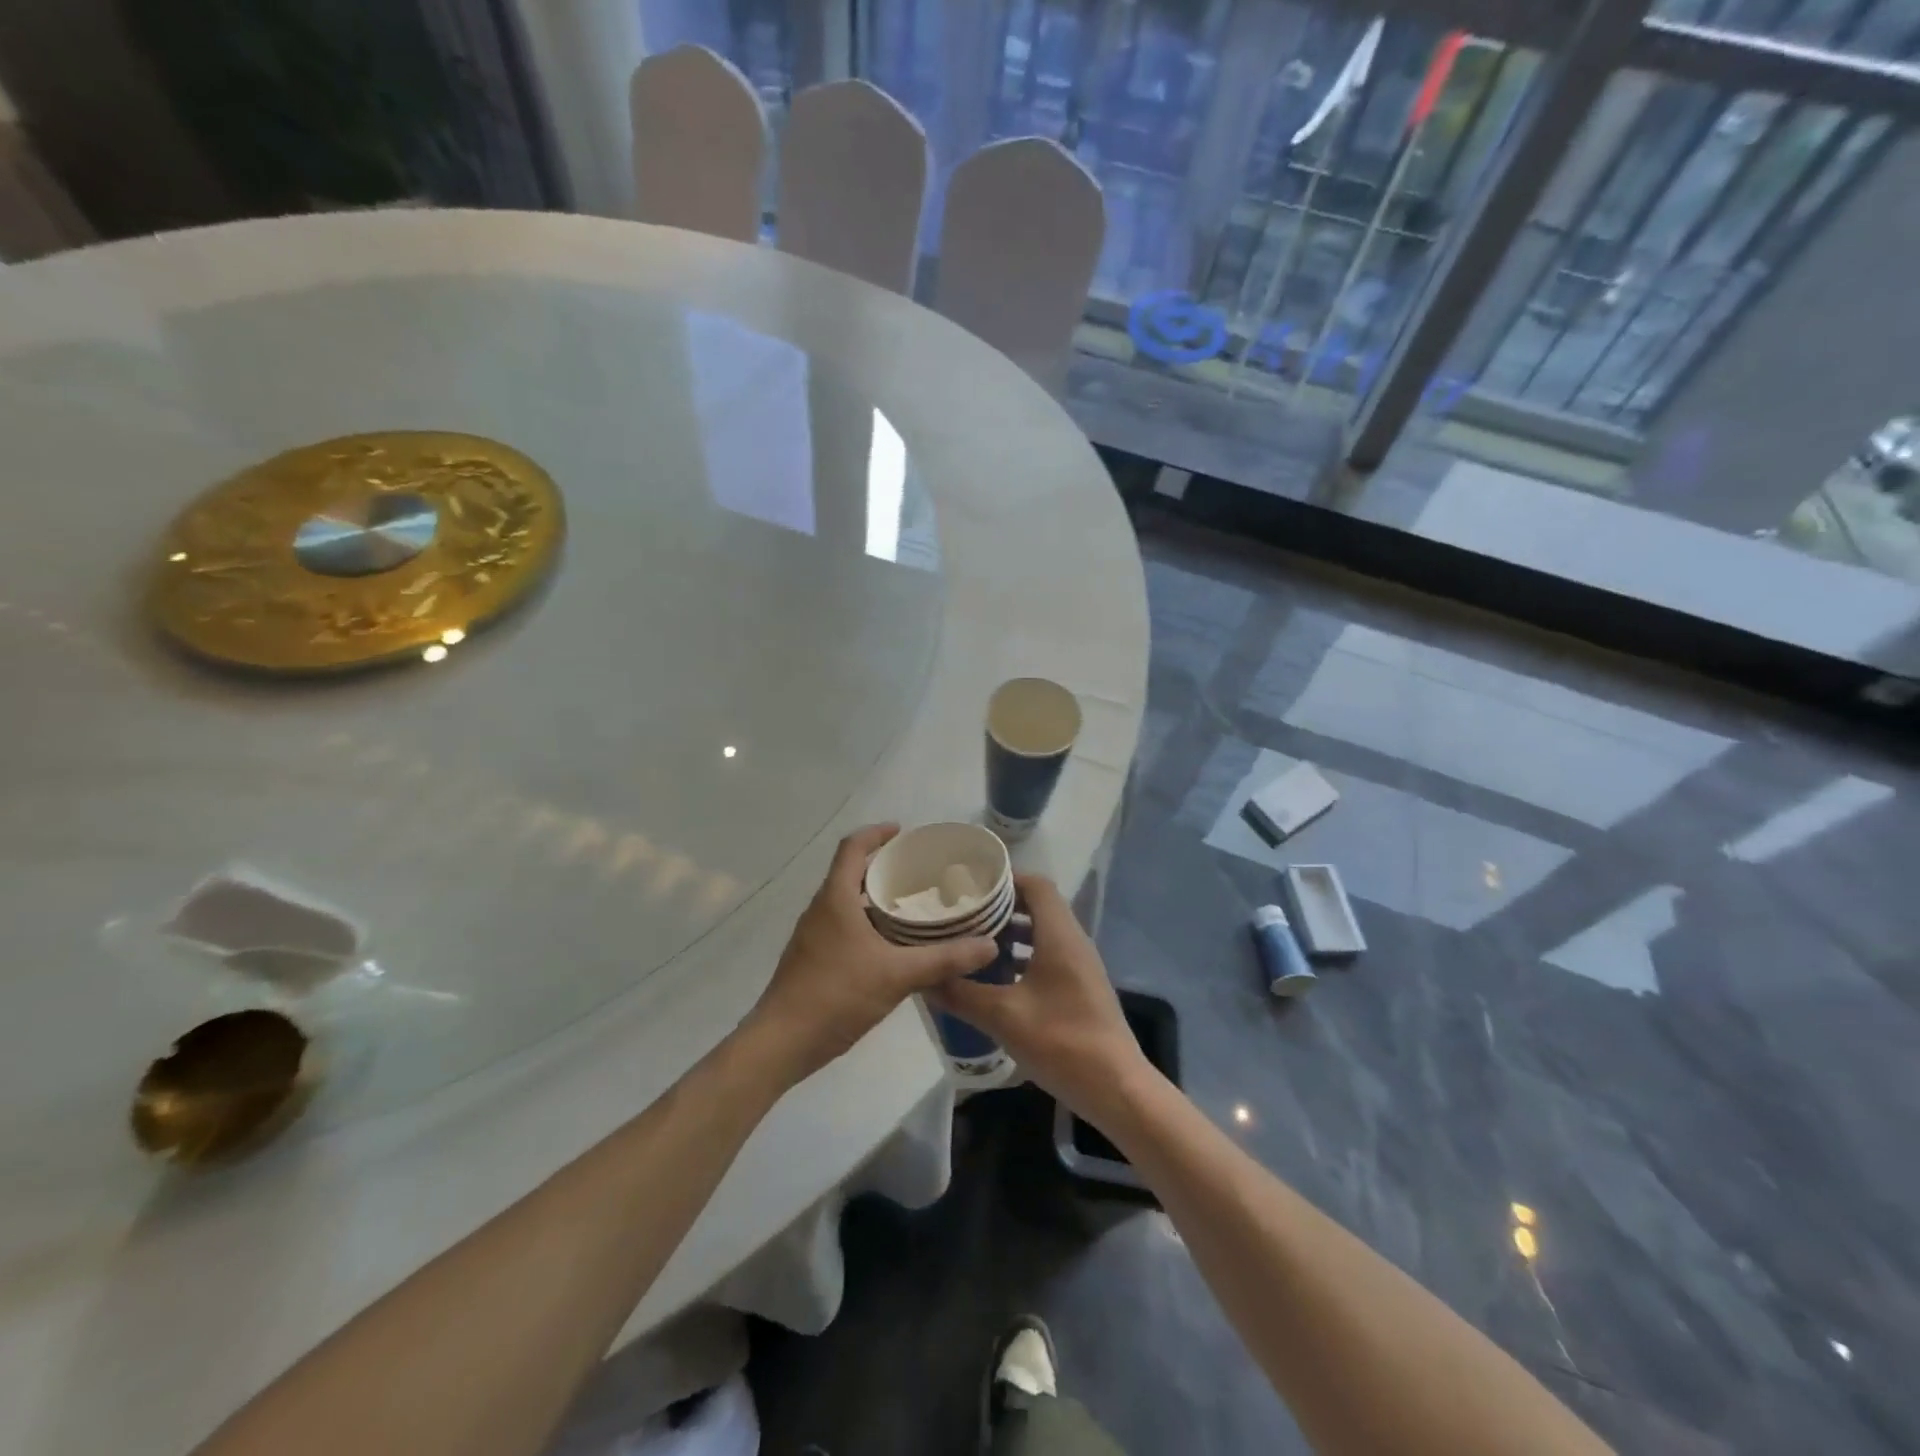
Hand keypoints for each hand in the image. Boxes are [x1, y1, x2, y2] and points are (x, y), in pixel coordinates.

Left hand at [744, 824, 997, 1086]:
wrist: (782, 1043)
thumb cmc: (836, 995)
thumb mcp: (898, 975)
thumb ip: (944, 959)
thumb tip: (988, 946)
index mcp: (836, 898)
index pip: (852, 847)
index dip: (876, 833)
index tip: (902, 832)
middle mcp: (821, 909)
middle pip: (850, 872)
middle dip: (883, 867)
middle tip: (919, 872)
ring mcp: (813, 935)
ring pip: (847, 902)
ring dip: (875, 898)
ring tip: (913, 906)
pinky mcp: (812, 959)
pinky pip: (843, 926)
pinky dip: (868, 924)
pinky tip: (892, 947)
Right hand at [931, 873, 1150, 1119]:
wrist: (1116, 1088)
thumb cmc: (1062, 1041)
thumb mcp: (1003, 1017)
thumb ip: (962, 994)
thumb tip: (924, 978)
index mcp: (1060, 935)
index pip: (1036, 885)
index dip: (1004, 879)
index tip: (969, 885)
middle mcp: (1073, 942)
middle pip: (1037, 906)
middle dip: (1000, 907)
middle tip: (961, 914)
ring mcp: (1079, 966)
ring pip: (1041, 933)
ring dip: (1009, 934)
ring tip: (970, 943)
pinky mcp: (1079, 988)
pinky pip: (1047, 956)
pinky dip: (1021, 957)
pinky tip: (994, 979)